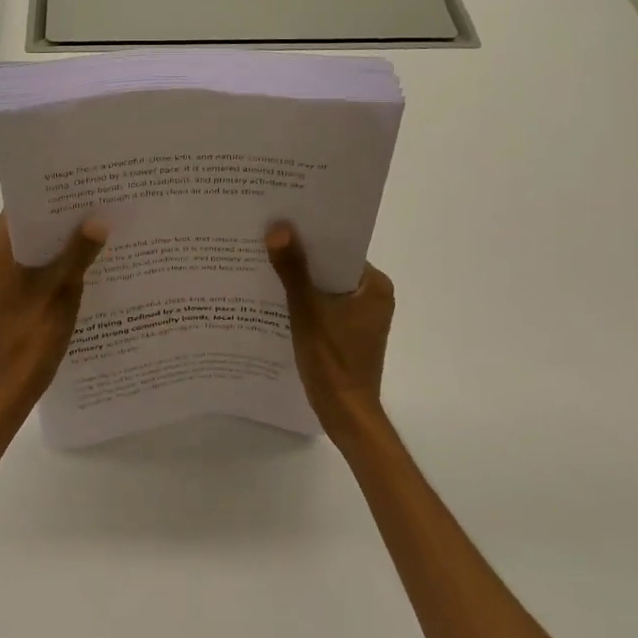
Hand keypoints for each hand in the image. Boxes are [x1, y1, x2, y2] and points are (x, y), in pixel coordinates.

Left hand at [0, 212, 107, 421]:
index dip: (48, 194)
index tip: (78, 183)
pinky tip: (85, 261)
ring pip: (32, 248)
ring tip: (97, 226)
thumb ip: (78, 254)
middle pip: (28, 227)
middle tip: (96, 202)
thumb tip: (98, 220)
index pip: (20, 209)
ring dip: (59, 241)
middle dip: (60, 217)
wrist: (10, 387)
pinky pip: (33, 267)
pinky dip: (54, 262)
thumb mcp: (60, 292)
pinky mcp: (9, 295)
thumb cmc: (31, 337)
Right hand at [266, 223, 394, 438]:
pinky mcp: (347, 334)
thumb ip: (293, 270)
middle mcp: (373, 297)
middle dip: (300, 258)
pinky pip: (322, 307)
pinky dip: (302, 303)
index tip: (281, 223)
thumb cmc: (332, 360)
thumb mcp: (307, 310)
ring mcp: (360, 318)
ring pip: (324, 289)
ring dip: (298, 281)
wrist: (344, 414)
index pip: (340, 250)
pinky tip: (272, 299)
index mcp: (375, 286)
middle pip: (330, 268)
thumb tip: (279, 228)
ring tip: (262, 265)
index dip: (311, 236)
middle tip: (265, 240)